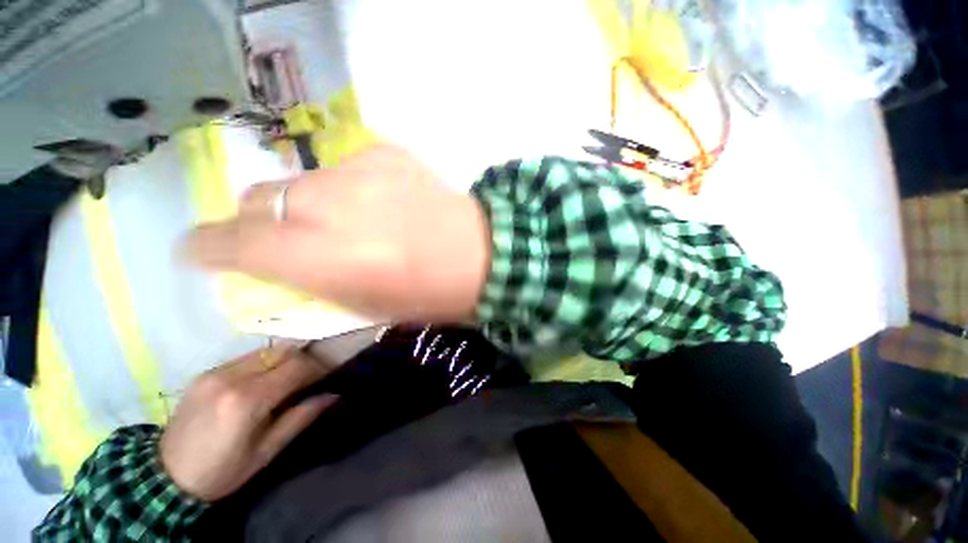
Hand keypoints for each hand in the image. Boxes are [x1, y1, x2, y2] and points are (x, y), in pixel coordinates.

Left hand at [159, 345, 335, 501]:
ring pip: (257, 353)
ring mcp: (214, 370)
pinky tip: (261, 385)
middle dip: (300, 359)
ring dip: (279, 361)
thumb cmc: (225, 472)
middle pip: (275, 353)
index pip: (291, 369)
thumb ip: (296, 422)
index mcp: (246, 401)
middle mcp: (230, 375)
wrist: (174, 469)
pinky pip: (239, 361)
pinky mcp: (204, 371)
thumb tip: (329, 398)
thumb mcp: (264, 455)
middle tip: (317, 376)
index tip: (335, 373)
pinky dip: (257, 366)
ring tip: (291, 381)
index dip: (317, 367)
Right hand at [186, 143, 490, 321]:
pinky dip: (338, 187)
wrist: (478, 253)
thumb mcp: (347, 306)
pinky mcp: (377, 148)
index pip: (239, 244)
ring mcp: (350, 169)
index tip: (187, 246)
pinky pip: (335, 167)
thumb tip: (259, 264)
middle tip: (274, 237)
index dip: (206, 245)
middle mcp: (322, 205)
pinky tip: (368, 202)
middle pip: (256, 200)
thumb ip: (295, 282)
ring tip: (335, 221)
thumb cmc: (412, 296)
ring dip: (297, 203)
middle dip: (252, 220)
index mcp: (315, 258)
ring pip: (292, 181)